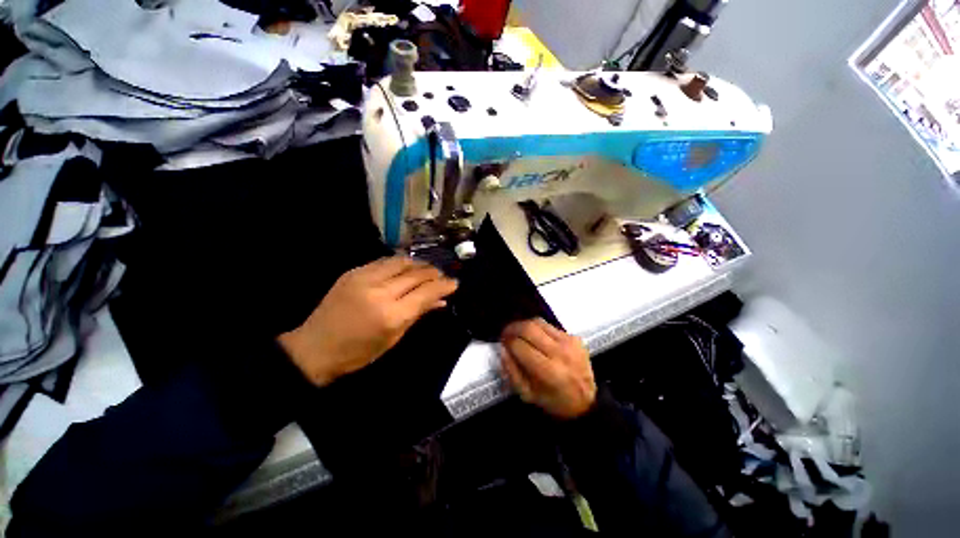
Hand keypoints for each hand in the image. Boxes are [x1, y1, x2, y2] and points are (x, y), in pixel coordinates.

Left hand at [278, 256, 457, 386]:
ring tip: (426, 270)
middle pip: (416, 274)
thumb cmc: (359, 352)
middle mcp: (380, 291)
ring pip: (402, 261)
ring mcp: (364, 278)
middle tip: (442, 276)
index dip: (444, 286)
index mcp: (391, 315)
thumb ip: (418, 314)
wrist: (314, 348)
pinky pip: (384, 261)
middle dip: (434, 273)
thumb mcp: (394, 338)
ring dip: (419, 264)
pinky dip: (400, 263)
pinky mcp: (353, 272)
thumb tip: (441, 301)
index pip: (426, 293)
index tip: (455, 283)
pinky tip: (406, 269)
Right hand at [499, 319, 595, 418]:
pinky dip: (537, 328)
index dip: (507, 342)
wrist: (587, 401)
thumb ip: (511, 371)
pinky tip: (535, 336)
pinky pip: (549, 326)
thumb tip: (503, 349)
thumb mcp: (527, 394)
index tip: (502, 342)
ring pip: (539, 322)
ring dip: (524, 325)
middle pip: (529, 328)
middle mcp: (560, 352)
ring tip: (517, 332)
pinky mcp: (574, 337)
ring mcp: (569, 342)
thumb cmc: (553, 401)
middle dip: (513, 328)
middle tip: (506, 333)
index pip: (520, 346)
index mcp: (548, 371)